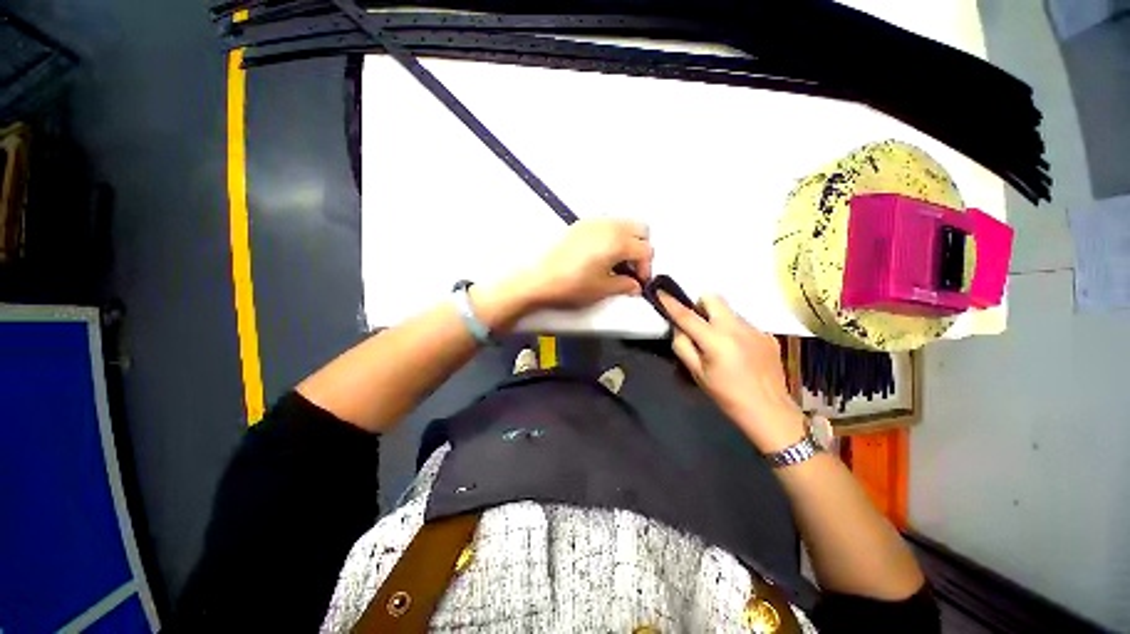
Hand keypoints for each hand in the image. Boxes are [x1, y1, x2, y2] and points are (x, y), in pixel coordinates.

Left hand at [520, 218, 653, 307]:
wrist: (540, 279)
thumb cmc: (574, 285)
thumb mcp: (603, 289)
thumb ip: (625, 285)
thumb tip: (636, 286)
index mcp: (618, 241)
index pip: (645, 250)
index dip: (646, 268)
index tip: (638, 283)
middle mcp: (610, 225)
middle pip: (640, 229)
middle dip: (641, 249)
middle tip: (631, 268)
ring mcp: (595, 221)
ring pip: (624, 223)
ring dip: (628, 240)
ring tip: (617, 261)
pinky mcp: (581, 224)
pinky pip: (607, 222)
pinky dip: (612, 234)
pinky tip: (602, 252)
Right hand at [658, 292, 805, 452]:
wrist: (769, 410)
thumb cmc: (727, 395)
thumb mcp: (697, 373)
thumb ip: (683, 346)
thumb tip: (679, 328)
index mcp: (716, 339)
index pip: (687, 315)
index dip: (671, 303)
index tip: (661, 292)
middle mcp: (736, 327)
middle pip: (713, 298)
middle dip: (701, 305)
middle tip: (698, 324)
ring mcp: (755, 329)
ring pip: (729, 311)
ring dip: (718, 320)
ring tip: (721, 344)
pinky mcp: (767, 335)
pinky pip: (744, 324)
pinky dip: (735, 331)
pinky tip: (739, 352)